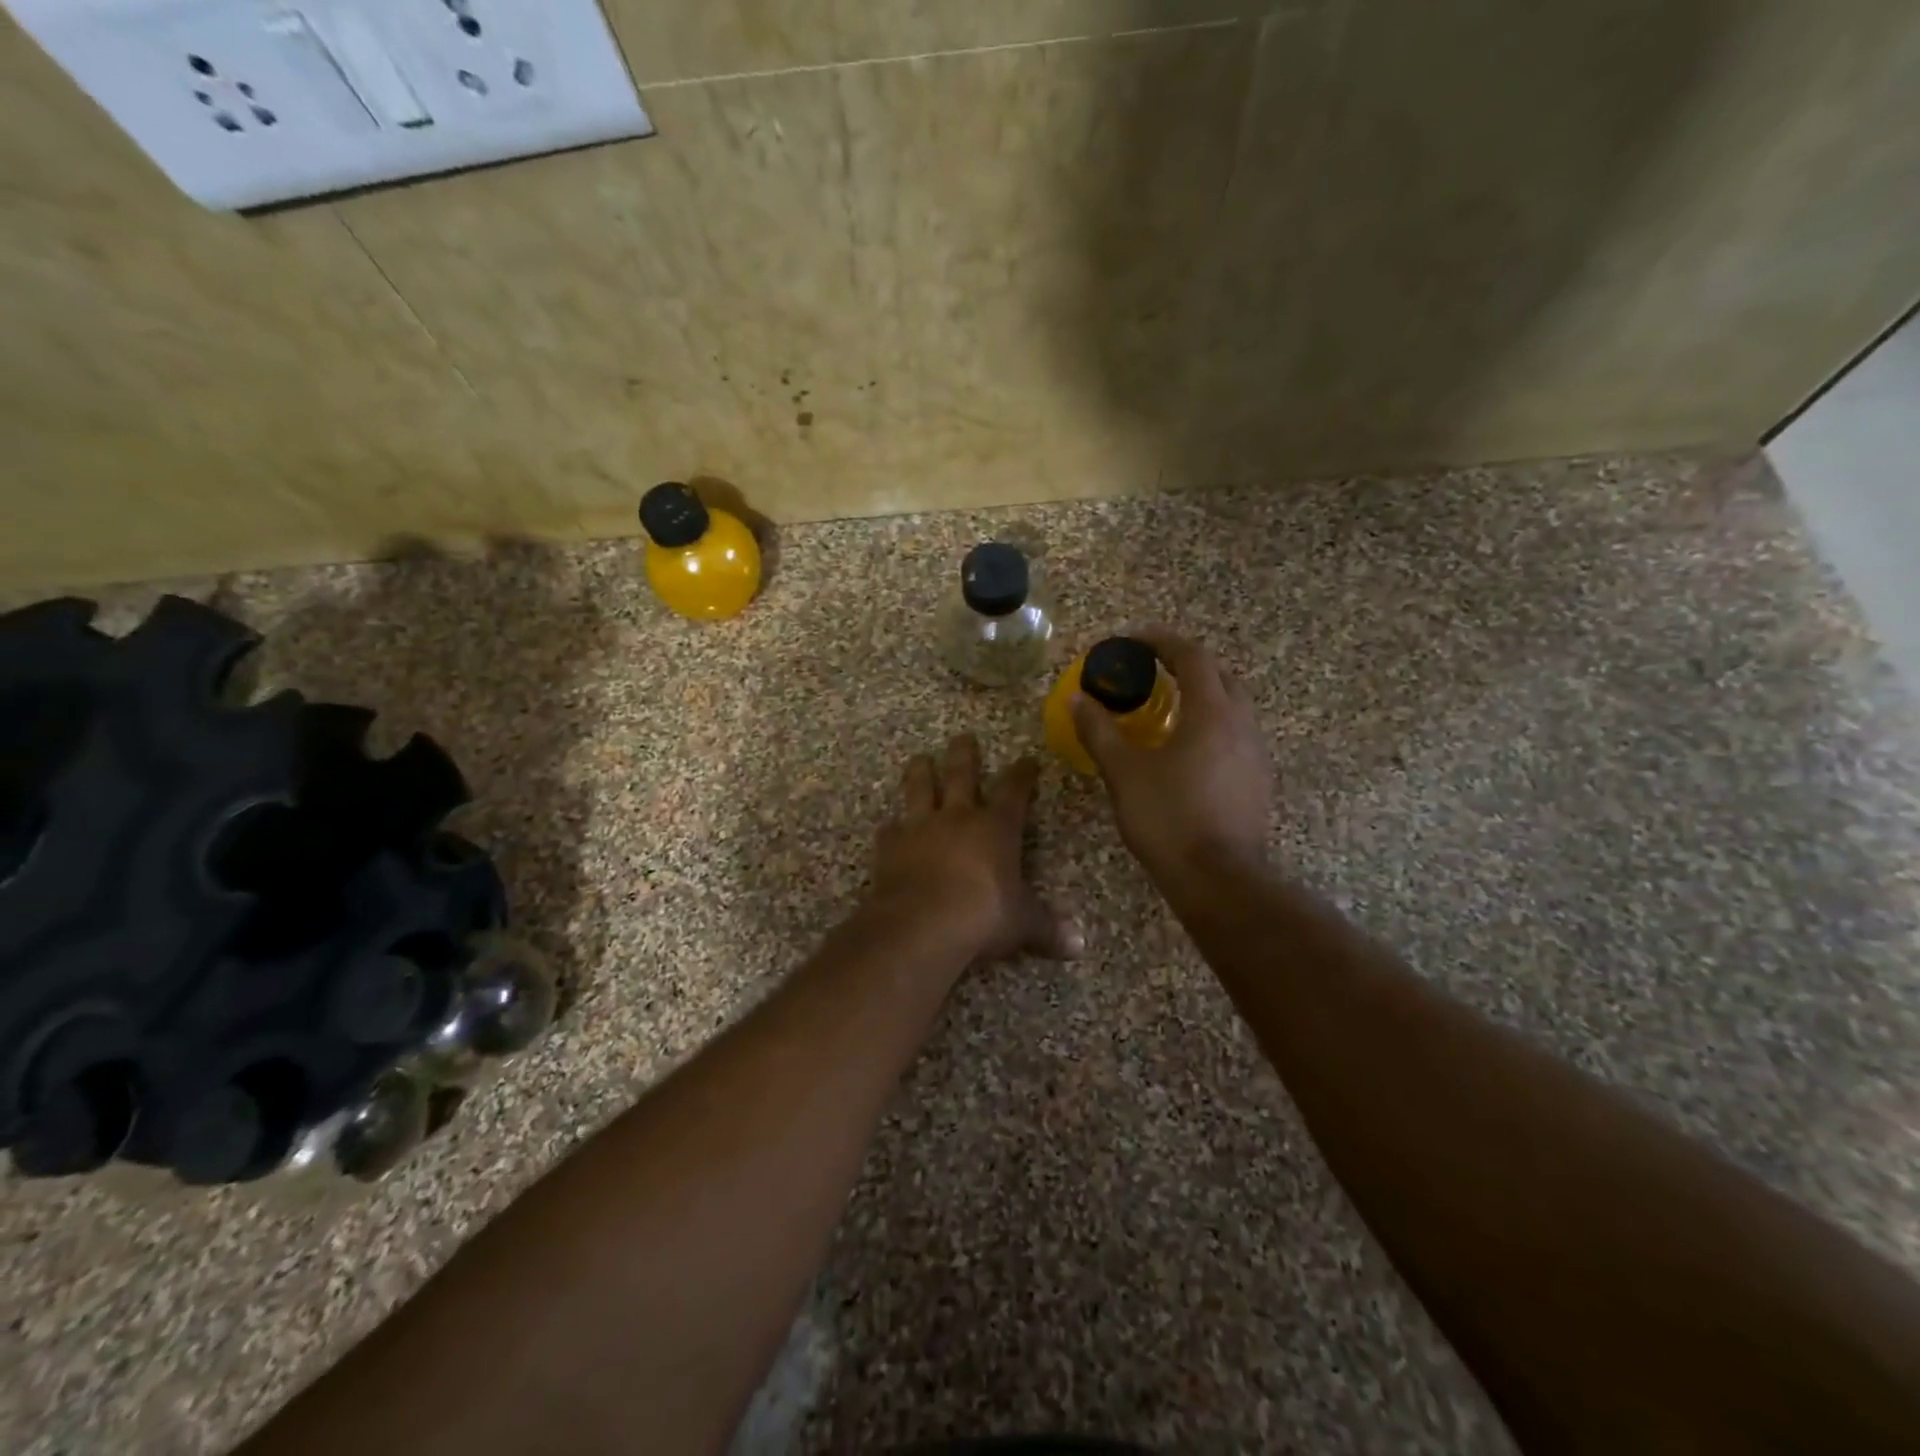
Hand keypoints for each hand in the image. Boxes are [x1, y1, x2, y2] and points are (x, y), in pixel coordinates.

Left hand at [868, 735, 1081, 962]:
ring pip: (919, 788)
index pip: (1014, 790)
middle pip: (961, 774)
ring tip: (920, 759)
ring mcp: (920, 827)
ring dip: (920, 772)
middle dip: (964, 754)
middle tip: (963, 737)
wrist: (921, 923)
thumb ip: (1048, 929)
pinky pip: (890, 829)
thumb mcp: (1023, 924)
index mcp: (996, 827)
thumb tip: (1079, 947)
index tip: (1027, 760)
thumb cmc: (983, 916)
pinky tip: (890, 827)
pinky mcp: (890, 846)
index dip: (1023, 774)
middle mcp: (958, 817)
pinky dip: (892, 827)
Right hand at [1071, 628, 1273, 884]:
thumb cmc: (1168, 818)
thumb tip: (1077, 698)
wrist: (1218, 879)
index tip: (1135, 640)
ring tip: (1168, 708)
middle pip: (1220, 676)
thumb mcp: (1124, 772)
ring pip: (1233, 706)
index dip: (1162, 641)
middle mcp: (1241, 724)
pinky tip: (1187, 749)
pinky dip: (1212, 724)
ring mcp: (1256, 753)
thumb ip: (1099, 731)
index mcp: (1211, 713)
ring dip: (1202, 695)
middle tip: (1153, 671)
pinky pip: (1236, 734)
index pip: (1192, 657)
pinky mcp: (1258, 780)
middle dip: (1187, 665)